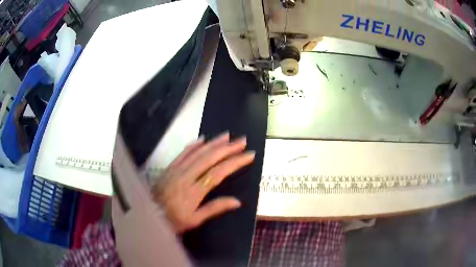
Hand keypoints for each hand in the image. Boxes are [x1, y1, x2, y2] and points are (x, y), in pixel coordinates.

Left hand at [152, 132, 254, 232]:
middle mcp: (186, 176)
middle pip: (210, 158)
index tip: (249, 155)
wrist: (149, 214)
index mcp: (194, 191)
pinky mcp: (170, 167)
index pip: (219, 173)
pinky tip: (202, 139)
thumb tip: (237, 201)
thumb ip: (215, 209)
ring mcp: (177, 169)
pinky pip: (183, 153)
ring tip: (227, 136)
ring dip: (213, 143)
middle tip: (242, 140)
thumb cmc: (173, 220)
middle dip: (228, 148)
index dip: (235, 162)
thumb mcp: (194, 220)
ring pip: (197, 152)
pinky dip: (194, 145)